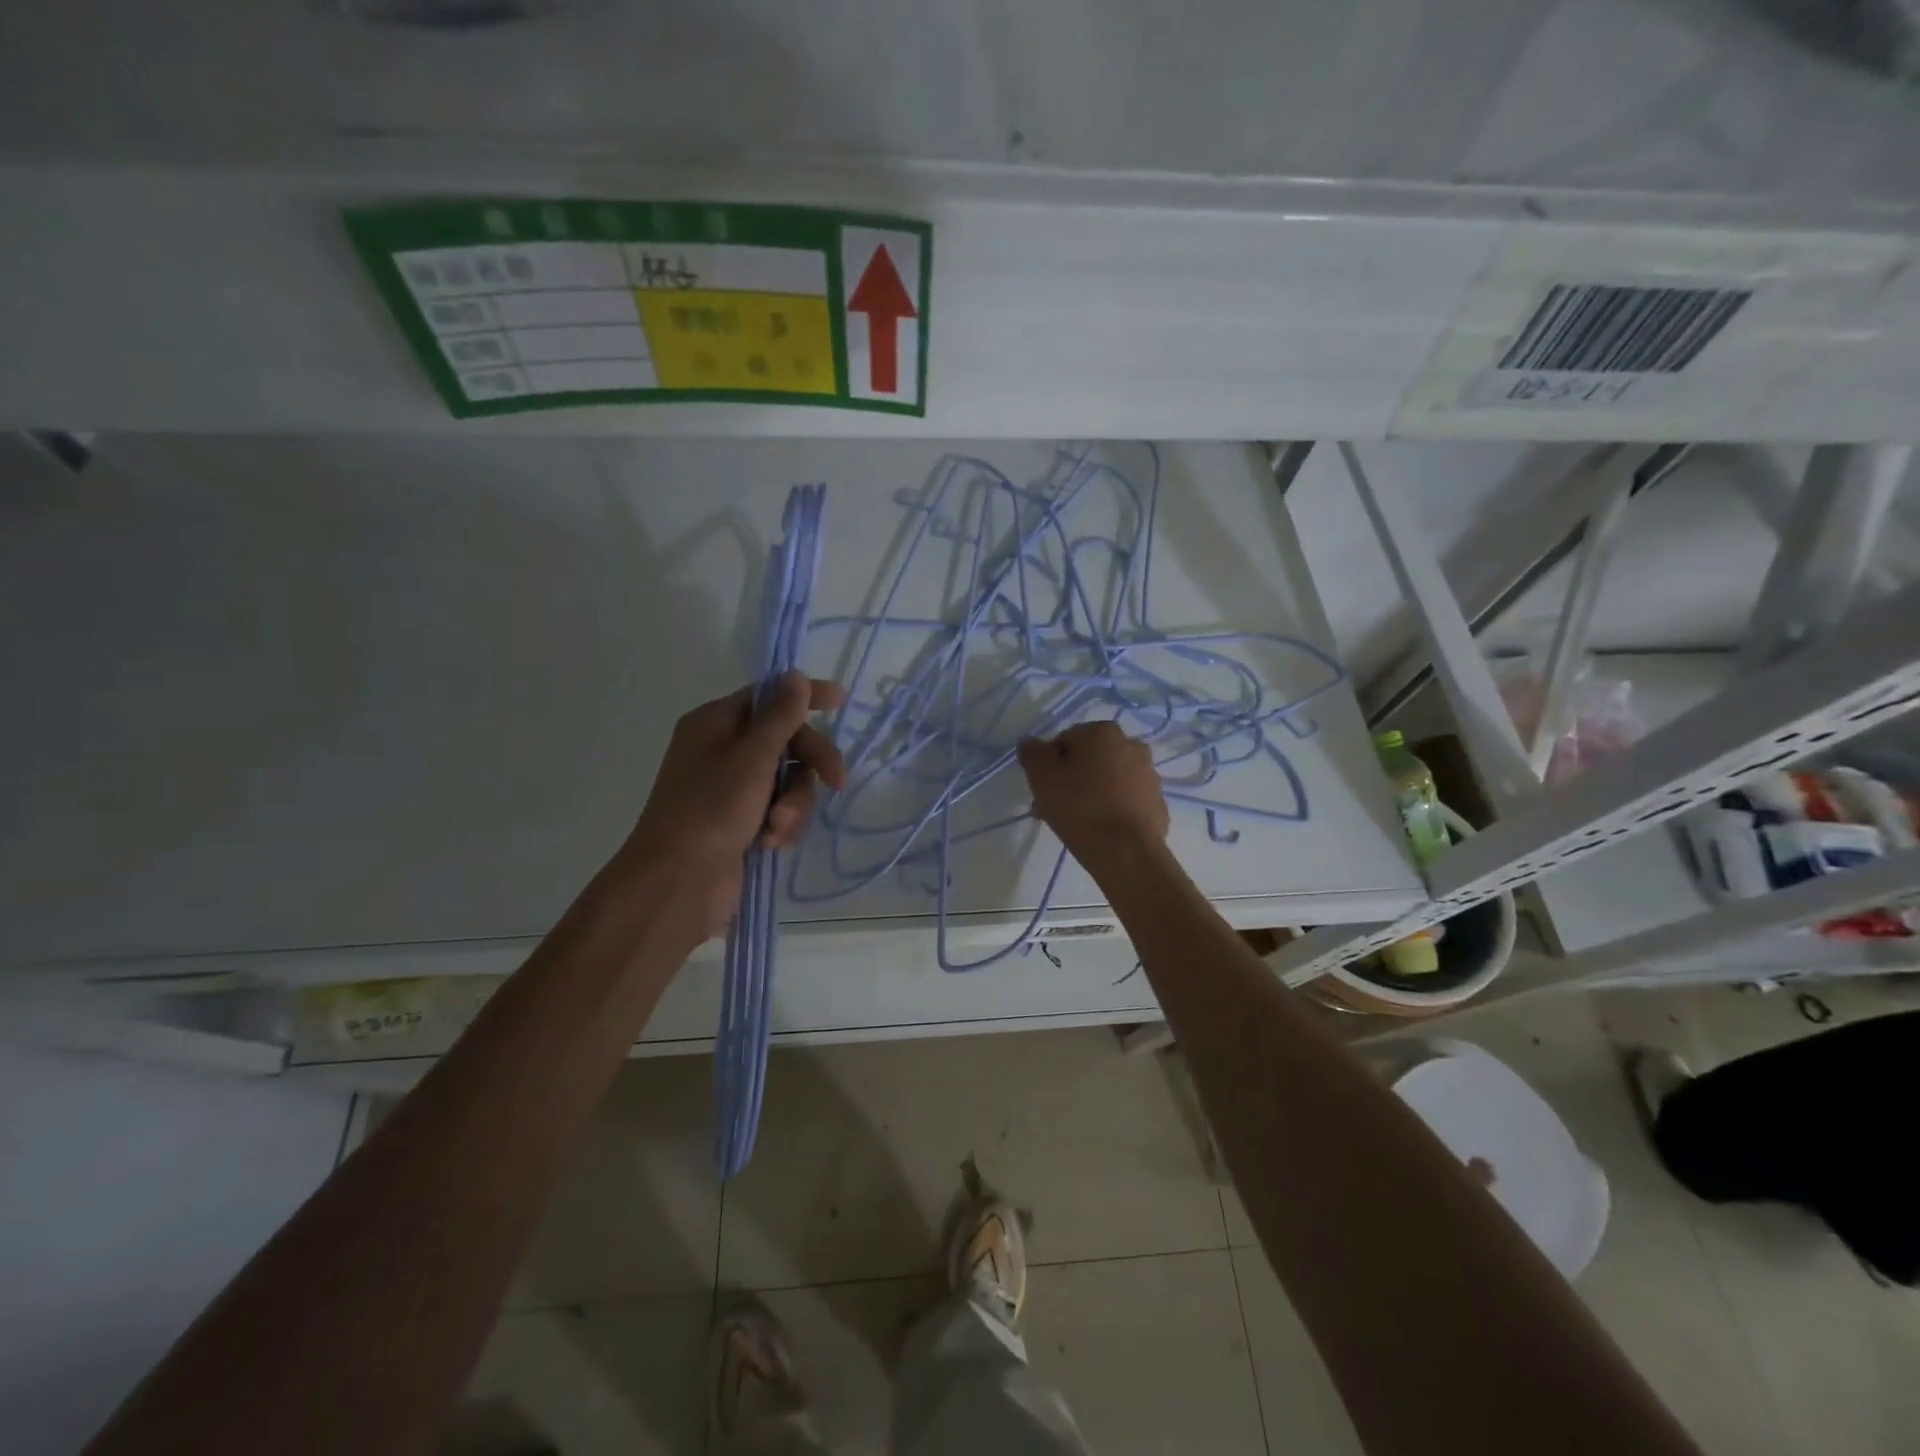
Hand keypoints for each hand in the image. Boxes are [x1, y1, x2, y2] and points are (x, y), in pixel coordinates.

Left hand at [622, 672, 846, 939]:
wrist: (677, 882)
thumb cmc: (712, 808)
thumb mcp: (752, 756)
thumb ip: (780, 715)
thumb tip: (795, 675)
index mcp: (716, 723)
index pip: (768, 696)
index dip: (805, 697)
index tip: (841, 701)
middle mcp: (722, 750)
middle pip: (786, 741)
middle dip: (809, 765)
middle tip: (836, 782)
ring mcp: (731, 788)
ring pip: (787, 781)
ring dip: (793, 804)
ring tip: (777, 827)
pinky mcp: (740, 821)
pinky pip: (778, 809)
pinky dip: (779, 825)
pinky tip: (768, 844)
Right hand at [1017, 721, 1169, 869]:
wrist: (1126, 852)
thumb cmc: (1079, 807)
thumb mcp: (1042, 777)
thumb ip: (1032, 753)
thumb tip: (1030, 743)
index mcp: (1103, 732)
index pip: (1065, 740)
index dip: (1049, 764)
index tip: (1042, 789)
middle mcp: (1131, 745)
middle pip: (1090, 759)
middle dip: (1071, 778)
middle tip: (1055, 806)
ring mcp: (1149, 775)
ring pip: (1110, 779)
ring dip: (1092, 792)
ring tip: (1076, 822)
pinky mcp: (1158, 803)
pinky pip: (1127, 800)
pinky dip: (1113, 809)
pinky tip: (1100, 829)